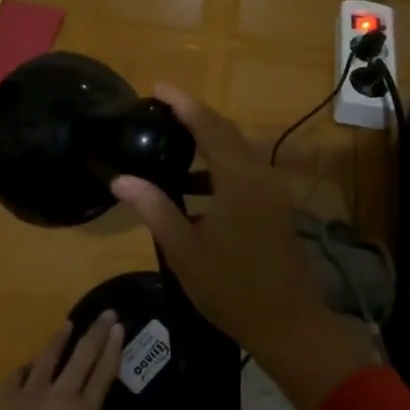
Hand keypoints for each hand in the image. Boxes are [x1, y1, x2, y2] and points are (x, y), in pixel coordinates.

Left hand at [0, 311, 123, 409]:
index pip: (104, 374)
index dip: (113, 348)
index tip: (118, 328)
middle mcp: (60, 397)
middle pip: (82, 355)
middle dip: (96, 332)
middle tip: (105, 313)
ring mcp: (30, 397)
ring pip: (47, 358)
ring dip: (59, 339)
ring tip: (67, 325)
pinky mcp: (4, 404)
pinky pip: (16, 377)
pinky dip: (25, 370)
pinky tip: (28, 367)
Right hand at [111, 86, 373, 409]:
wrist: (288, 323)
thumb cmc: (232, 288)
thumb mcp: (185, 250)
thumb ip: (155, 209)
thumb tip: (121, 180)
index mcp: (239, 179)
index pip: (208, 126)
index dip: (183, 103)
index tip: (158, 86)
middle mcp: (260, 174)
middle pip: (226, 132)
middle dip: (194, 116)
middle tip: (161, 109)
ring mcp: (272, 190)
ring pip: (237, 152)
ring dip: (208, 143)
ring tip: (171, 143)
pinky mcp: (276, 206)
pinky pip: (245, 171)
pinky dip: (219, 168)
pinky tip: (192, 186)